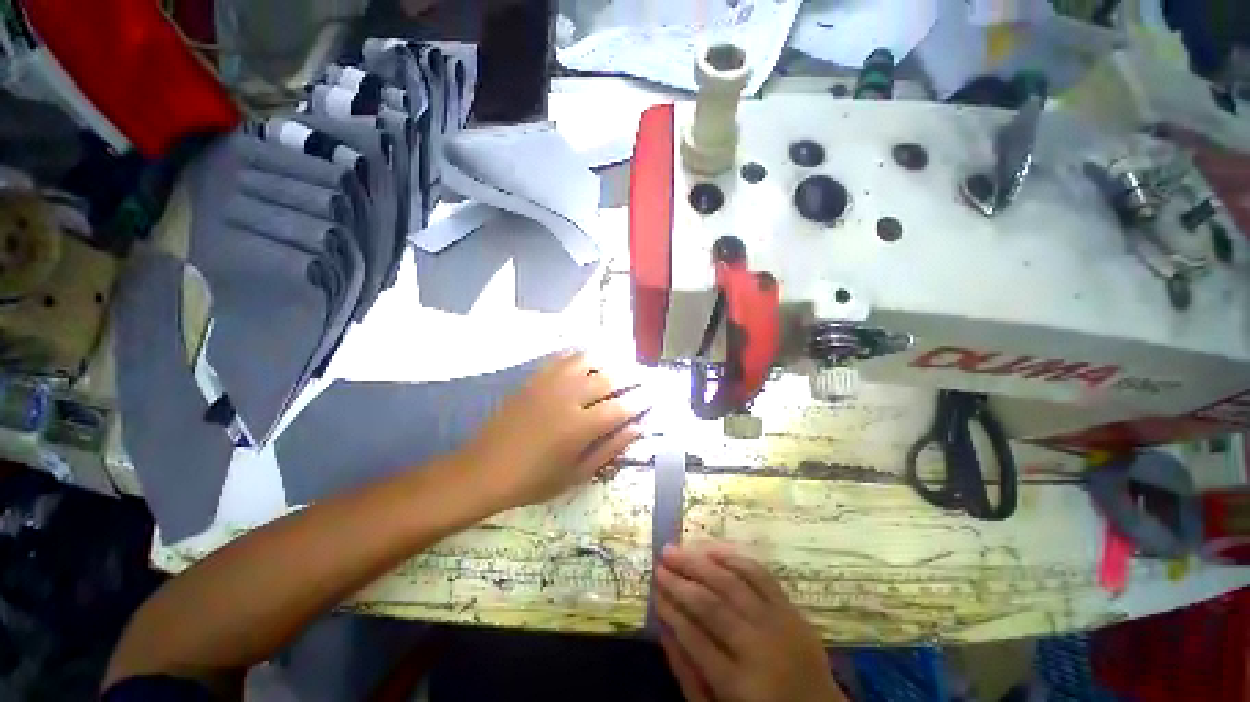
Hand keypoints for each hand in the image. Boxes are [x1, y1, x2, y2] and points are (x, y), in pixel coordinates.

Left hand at [458, 351, 643, 510]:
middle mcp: (569, 398)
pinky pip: (561, 358)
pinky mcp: (534, 379)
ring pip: (587, 360)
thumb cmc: (533, 481)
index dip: (641, 401)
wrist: (484, 469)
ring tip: (617, 366)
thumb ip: (610, 449)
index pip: (622, 407)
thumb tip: (637, 429)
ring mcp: (550, 384)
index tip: (653, 396)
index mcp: (581, 427)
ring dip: (607, 361)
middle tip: (642, 377)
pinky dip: (579, 356)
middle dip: (631, 376)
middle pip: (609, 378)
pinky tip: (586, 360)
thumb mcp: (576, 475)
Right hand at [657, 543, 845, 701]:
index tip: (654, 590)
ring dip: (701, 562)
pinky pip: (759, 573)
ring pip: (733, 582)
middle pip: (713, 605)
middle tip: (661, 561)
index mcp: (740, 686)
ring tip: (678, 550)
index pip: (695, 639)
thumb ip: (688, 674)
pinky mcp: (792, 608)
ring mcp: (779, 624)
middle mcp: (760, 649)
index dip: (671, 610)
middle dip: (681, 580)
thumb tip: (663, 628)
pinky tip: (711, 549)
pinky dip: (732, 558)